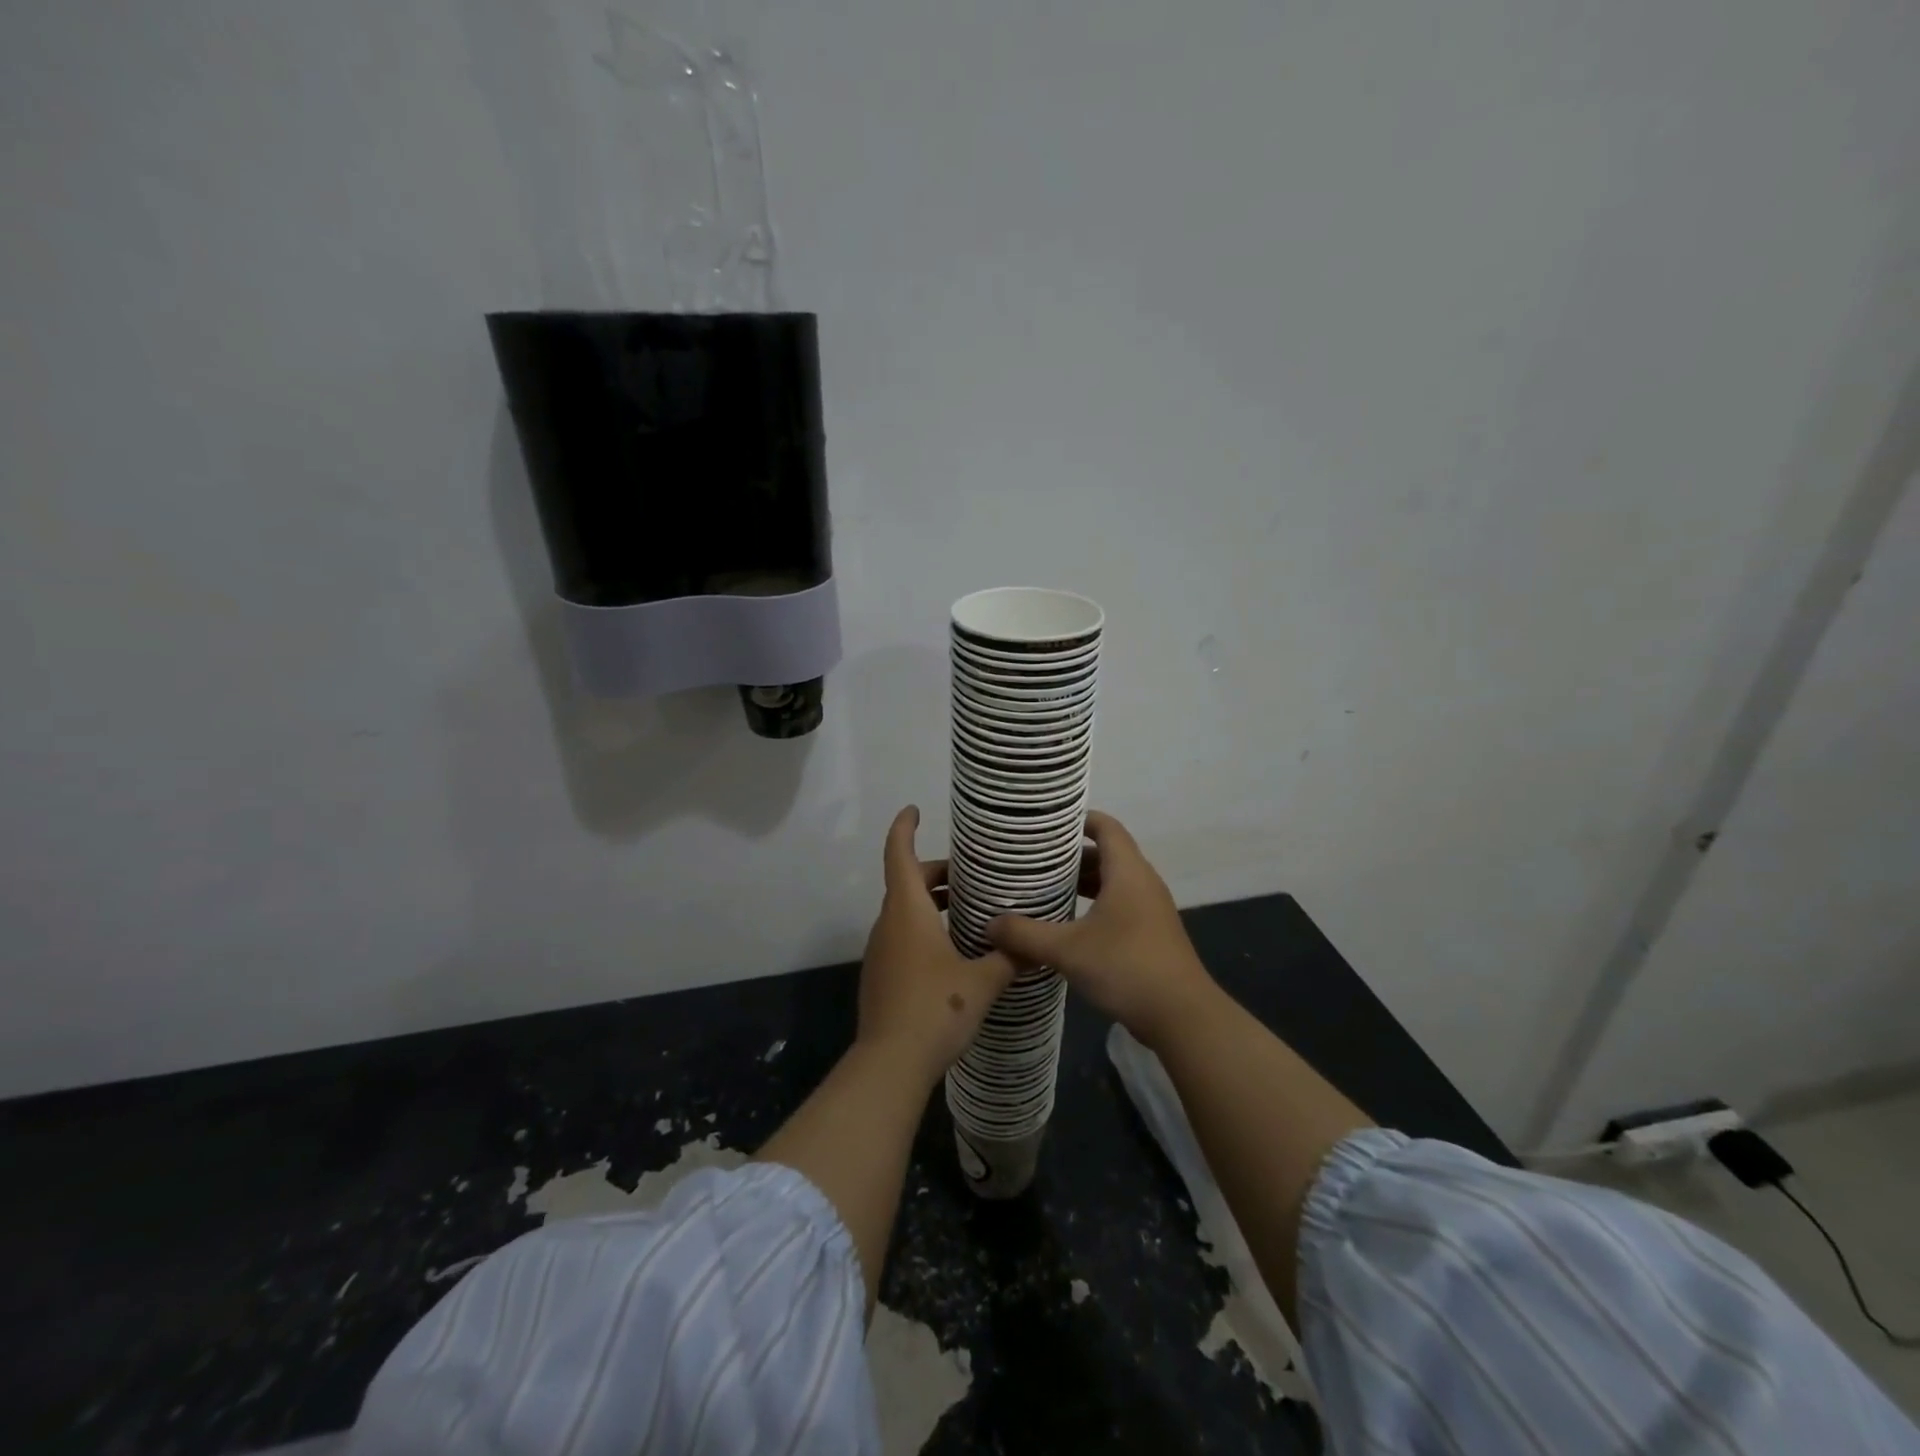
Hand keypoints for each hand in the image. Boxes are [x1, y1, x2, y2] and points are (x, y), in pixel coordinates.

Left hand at [858, 806, 1016, 1087]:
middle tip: (971, 876)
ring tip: (968, 909)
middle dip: (936, 872)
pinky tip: (953, 949)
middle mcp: (889, 923)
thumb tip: (1034, 945)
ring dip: (931, 902)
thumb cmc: (935, 1008)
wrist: (890, 1062)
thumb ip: (1009, 958)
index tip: (914, 810)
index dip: (904, 828)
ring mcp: (880, 950)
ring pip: (904, 910)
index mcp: (908, 911)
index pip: (898, 854)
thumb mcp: (982, 981)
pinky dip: (923, 927)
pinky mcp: (880, 974)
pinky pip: (901, 935)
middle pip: (906, 882)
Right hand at [986, 811, 1215, 1049]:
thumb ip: (1025, 935)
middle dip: (1072, 854)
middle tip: (1034, 859)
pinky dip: (1095, 904)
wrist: (1182, 1016)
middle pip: (1107, 853)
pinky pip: (1120, 904)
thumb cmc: (1126, 967)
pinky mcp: (1152, 933)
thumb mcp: (1067, 950)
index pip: (1105, 826)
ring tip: (1046, 888)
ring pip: (1114, 881)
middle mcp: (1143, 882)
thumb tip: (989, 925)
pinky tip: (1070, 924)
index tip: (1046, 824)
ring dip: (1083, 882)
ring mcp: (1151, 909)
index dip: (1078, 819)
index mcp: (1127, 872)